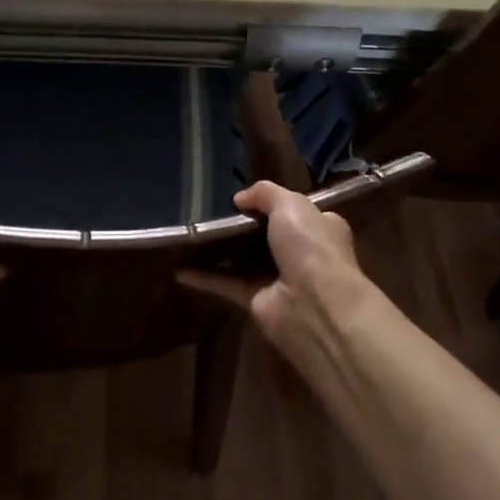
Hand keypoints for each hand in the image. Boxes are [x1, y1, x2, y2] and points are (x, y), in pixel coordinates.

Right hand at [178, 180, 373, 355]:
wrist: (315, 306)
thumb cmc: (310, 247)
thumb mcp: (290, 204)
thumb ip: (264, 193)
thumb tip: (240, 199)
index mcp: (319, 227)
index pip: (297, 211)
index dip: (275, 203)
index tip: (247, 196)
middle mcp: (301, 253)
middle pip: (267, 235)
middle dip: (243, 225)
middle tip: (212, 210)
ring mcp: (278, 279)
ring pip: (244, 260)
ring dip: (221, 250)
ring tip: (193, 234)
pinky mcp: (256, 302)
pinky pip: (226, 284)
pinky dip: (204, 278)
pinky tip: (180, 269)